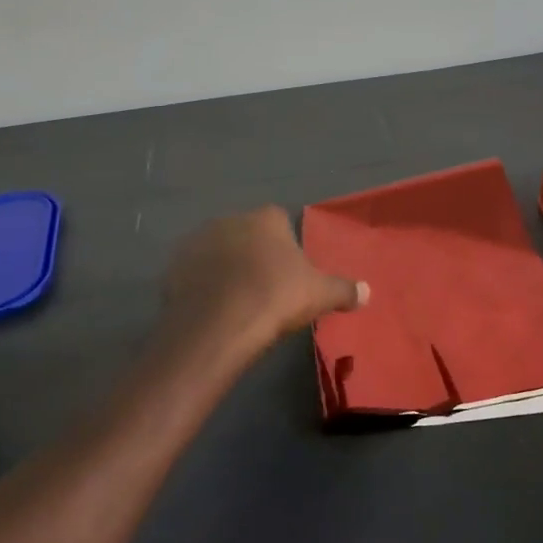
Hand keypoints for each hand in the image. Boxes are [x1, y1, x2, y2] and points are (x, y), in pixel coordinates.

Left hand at [162, 207, 365, 351]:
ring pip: (217, 252)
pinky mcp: (174, 267)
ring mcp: (197, 242)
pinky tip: (213, 309)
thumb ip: (344, 290)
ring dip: (225, 268)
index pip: (279, 220)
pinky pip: (194, 273)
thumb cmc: (275, 298)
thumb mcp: (319, 295)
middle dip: (254, 253)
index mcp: (265, 219)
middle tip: (265, 286)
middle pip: (246, 233)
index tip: (290, 268)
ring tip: (237, 300)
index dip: (285, 242)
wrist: (217, 323)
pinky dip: (202, 286)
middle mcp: (229, 221)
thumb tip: (368, 291)